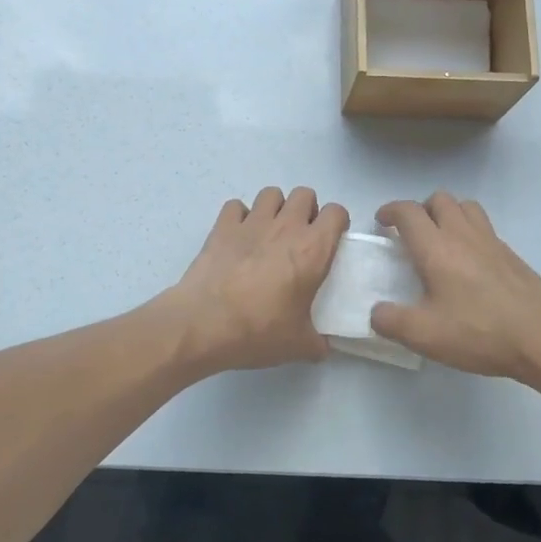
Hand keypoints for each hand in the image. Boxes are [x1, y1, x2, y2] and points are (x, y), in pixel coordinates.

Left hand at [164, 187, 348, 374]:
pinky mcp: (222, 226)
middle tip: (301, 237)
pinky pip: (236, 206)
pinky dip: (240, 217)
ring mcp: (251, 222)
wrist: (203, 324)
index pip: (336, 213)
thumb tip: (325, 348)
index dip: (337, 223)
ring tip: (270, 232)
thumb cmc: (258, 331)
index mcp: (312, 250)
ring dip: (275, 208)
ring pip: (271, 193)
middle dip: (307, 210)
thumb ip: (319, 342)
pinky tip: (238, 237)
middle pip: (305, 194)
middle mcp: (285, 227)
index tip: (331, 242)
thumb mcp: (299, 345)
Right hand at [371, 193, 540, 385]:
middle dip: (420, 209)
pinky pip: (485, 228)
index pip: (408, 212)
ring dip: (448, 214)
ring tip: (441, 240)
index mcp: (436, 248)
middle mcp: (463, 235)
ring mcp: (492, 242)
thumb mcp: (424, 335)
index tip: (381, 222)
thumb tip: (376, 313)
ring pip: (466, 207)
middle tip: (411, 233)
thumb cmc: (479, 331)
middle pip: (439, 199)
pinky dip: (470, 233)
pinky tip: (470, 264)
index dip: (390, 211)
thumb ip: (391, 322)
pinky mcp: (512, 255)